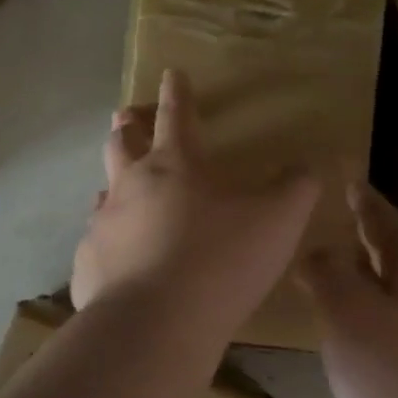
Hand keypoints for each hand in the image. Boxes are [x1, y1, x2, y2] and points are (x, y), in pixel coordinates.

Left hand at [72, 70, 319, 346]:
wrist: (156, 323)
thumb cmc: (221, 261)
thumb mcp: (278, 221)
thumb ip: (297, 188)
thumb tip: (309, 165)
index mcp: (175, 165)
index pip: (176, 115)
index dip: (176, 92)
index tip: (171, 73)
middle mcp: (130, 186)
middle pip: (122, 144)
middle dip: (128, 126)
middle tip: (127, 118)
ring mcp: (103, 226)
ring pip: (104, 192)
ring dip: (113, 185)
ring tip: (120, 190)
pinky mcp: (88, 266)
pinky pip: (96, 247)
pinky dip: (108, 245)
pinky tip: (117, 262)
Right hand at [301, 182, 397, 397]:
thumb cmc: (387, 372)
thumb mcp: (344, 311)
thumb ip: (327, 269)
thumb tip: (320, 252)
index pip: (387, 220)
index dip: (364, 201)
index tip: (349, 182)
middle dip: (369, 236)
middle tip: (342, 220)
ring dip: (372, 273)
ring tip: (340, 268)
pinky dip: (379, 306)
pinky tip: (358, 321)